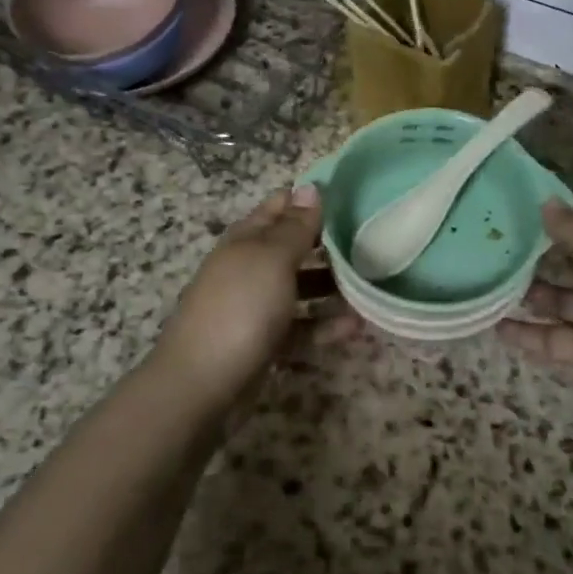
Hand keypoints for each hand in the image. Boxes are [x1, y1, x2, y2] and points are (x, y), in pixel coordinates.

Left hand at [154, 185, 357, 415]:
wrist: (200, 386)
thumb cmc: (240, 308)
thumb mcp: (272, 259)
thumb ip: (295, 226)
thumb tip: (310, 186)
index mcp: (248, 238)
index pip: (282, 205)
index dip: (312, 199)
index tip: (353, 198)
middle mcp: (251, 266)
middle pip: (294, 247)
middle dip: (329, 244)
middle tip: (372, 244)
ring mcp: (256, 306)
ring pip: (301, 287)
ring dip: (332, 287)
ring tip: (370, 286)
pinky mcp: (265, 342)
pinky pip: (301, 327)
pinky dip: (324, 325)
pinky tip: (355, 327)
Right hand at [499, 202, 572, 441]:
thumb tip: (545, 202)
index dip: (561, 215)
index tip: (517, 207)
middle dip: (539, 255)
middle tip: (493, 245)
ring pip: (563, 300)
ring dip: (530, 294)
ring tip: (489, 283)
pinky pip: (557, 338)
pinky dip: (529, 334)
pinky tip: (496, 327)